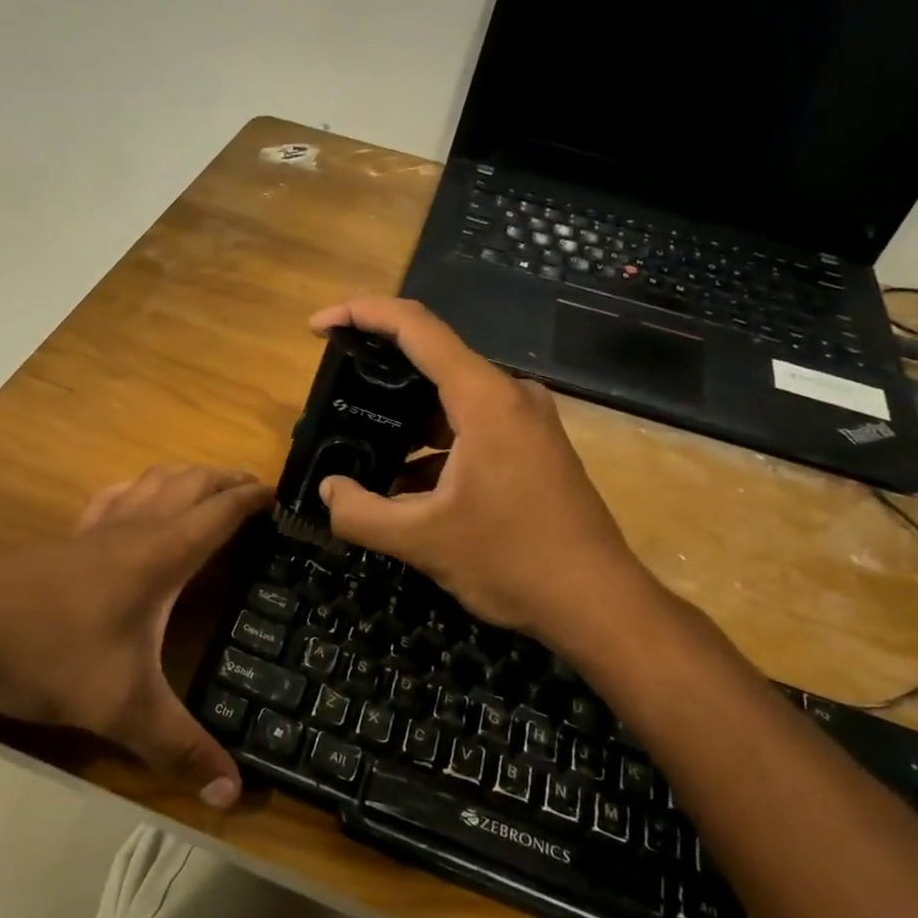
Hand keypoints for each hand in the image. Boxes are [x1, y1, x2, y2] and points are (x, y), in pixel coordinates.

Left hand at [0, 465, 268, 807]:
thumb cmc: (50, 656)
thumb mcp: (122, 709)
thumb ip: (180, 750)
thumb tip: (233, 796)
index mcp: (160, 554)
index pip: (220, 512)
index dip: (254, 498)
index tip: (283, 496)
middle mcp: (134, 528)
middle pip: (191, 483)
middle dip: (228, 479)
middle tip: (257, 489)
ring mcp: (96, 528)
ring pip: (153, 481)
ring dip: (188, 476)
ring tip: (208, 488)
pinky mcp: (67, 538)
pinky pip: (115, 497)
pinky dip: (141, 489)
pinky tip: (136, 504)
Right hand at [308, 298, 666, 649]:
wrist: (598, 604)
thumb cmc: (511, 561)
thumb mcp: (421, 540)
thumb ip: (359, 513)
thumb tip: (328, 489)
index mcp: (484, 399)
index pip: (416, 327)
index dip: (362, 314)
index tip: (319, 326)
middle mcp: (510, 395)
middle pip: (433, 358)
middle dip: (378, 370)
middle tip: (334, 391)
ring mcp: (526, 421)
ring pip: (451, 398)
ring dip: (406, 418)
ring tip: (361, 444)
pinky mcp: (533, 447)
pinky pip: (472, 426)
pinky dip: (433, 444)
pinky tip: (405, 483)